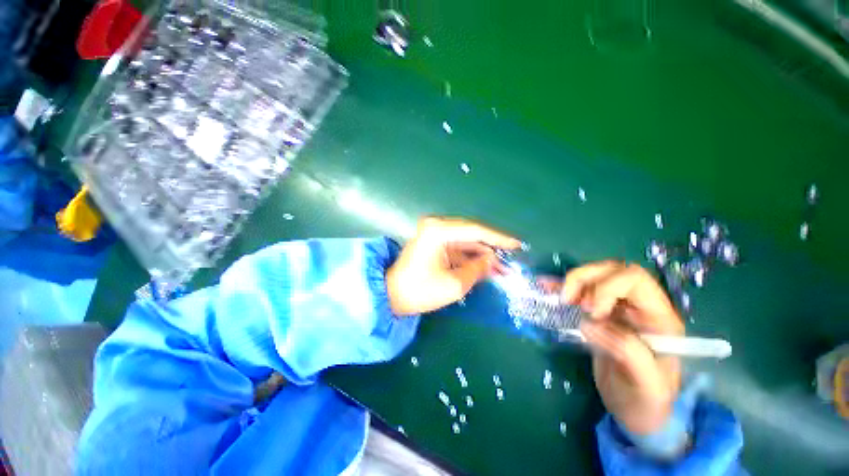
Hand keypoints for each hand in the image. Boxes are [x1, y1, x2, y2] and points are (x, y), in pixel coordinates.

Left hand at [386, 217, 519, 315]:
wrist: (391, 295)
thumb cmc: (420, 290)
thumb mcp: (454, 284)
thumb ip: (478, 269)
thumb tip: (493, 261)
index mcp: (438, 231)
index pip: (475, 231)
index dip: (498, 238)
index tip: (517, 245)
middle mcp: (436, 226)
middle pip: (471, 234)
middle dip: (490, 248)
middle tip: (509, 260)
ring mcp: (433, 233)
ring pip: (465, 241)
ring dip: (481, 254)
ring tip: (499, 267)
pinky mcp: (433, 242)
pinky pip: (457, 246)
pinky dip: (469, 256)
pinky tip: (483, 266)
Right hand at [561, 261, 683, 434]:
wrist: (636, 410)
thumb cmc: (647, 400)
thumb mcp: (648, 384)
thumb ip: (628, 352)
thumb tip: (589, 323)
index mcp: (658, 317)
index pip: (634, 280)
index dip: (607, 287)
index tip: (591, 313)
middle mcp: (638, 305)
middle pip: (612, 270)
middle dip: (585, 279)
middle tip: (570, 301)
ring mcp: (616, 307)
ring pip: (594, 275)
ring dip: (573, 281)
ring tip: (562, 299)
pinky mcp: (597, 313)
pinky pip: (579, 291)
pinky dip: (560, 286)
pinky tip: (545, 285)